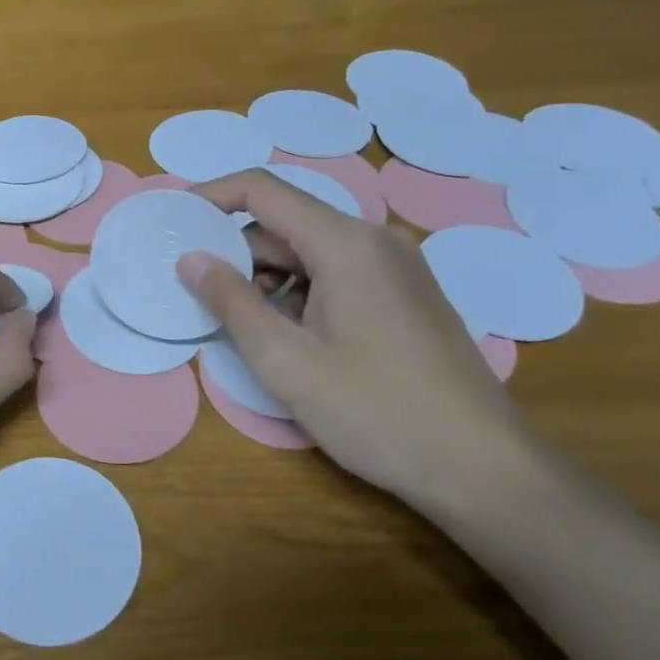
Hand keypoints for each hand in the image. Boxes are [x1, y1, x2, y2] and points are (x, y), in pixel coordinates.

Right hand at [176, 170, 529, 511]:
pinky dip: (301, 292)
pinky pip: (338, 273)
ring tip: (246, 328)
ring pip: (310, 252)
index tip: (175, 223)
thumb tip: (191, 260)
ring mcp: (397, 267)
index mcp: (346, 243)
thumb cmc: (378, 413)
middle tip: (200, 294)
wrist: (484, 470)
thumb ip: (231, 303)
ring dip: (268, 278)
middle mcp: (375, 240)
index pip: (263, 190)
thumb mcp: (287, 363)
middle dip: (237, 252)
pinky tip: (292, 339)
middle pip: (286, 223)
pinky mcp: (406, 294)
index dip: (212, 197)